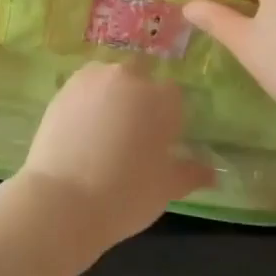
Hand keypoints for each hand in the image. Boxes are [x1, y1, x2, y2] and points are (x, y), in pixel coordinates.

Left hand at [13, 61, 212, 248]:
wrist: (63, 199)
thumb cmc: (126, 194)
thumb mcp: (167, 188)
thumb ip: (191, 172)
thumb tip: (212, 171)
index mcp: (160, 99)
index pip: (173, 95)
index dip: (168, 116)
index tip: (161, 141)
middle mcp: (128, 78)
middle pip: (140, 77)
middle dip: (140, 97)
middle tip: (132, 134)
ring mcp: (91, 79)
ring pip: (109, 78)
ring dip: (112, 94)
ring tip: (104, 131)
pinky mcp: (63, 89)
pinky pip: (83, 88)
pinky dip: (86, 101)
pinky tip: (82, 130)